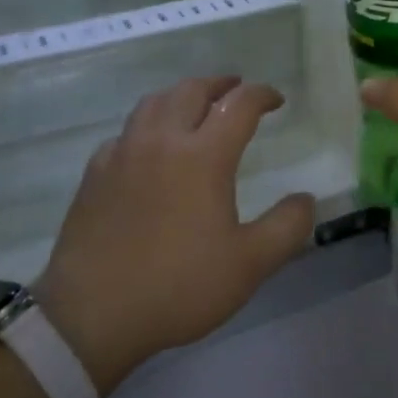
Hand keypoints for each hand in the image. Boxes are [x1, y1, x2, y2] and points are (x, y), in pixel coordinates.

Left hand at [33, 77, 315, 395]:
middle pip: (192, 90)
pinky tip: (148, 146)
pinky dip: (147, 126)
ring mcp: (123, 153)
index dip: (262, 95)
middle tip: (236, 89)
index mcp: (203, 156)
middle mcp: (162, 141)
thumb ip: (286, 227)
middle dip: (220, 83)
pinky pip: (125, 132)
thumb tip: (305, 199)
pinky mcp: (95, 173)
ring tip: (194, 105)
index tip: (276, 100)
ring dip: (181, 95)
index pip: (239, 105)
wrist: (92, 313)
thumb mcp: (249, 265)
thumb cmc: (178, 286)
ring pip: (153, 102)